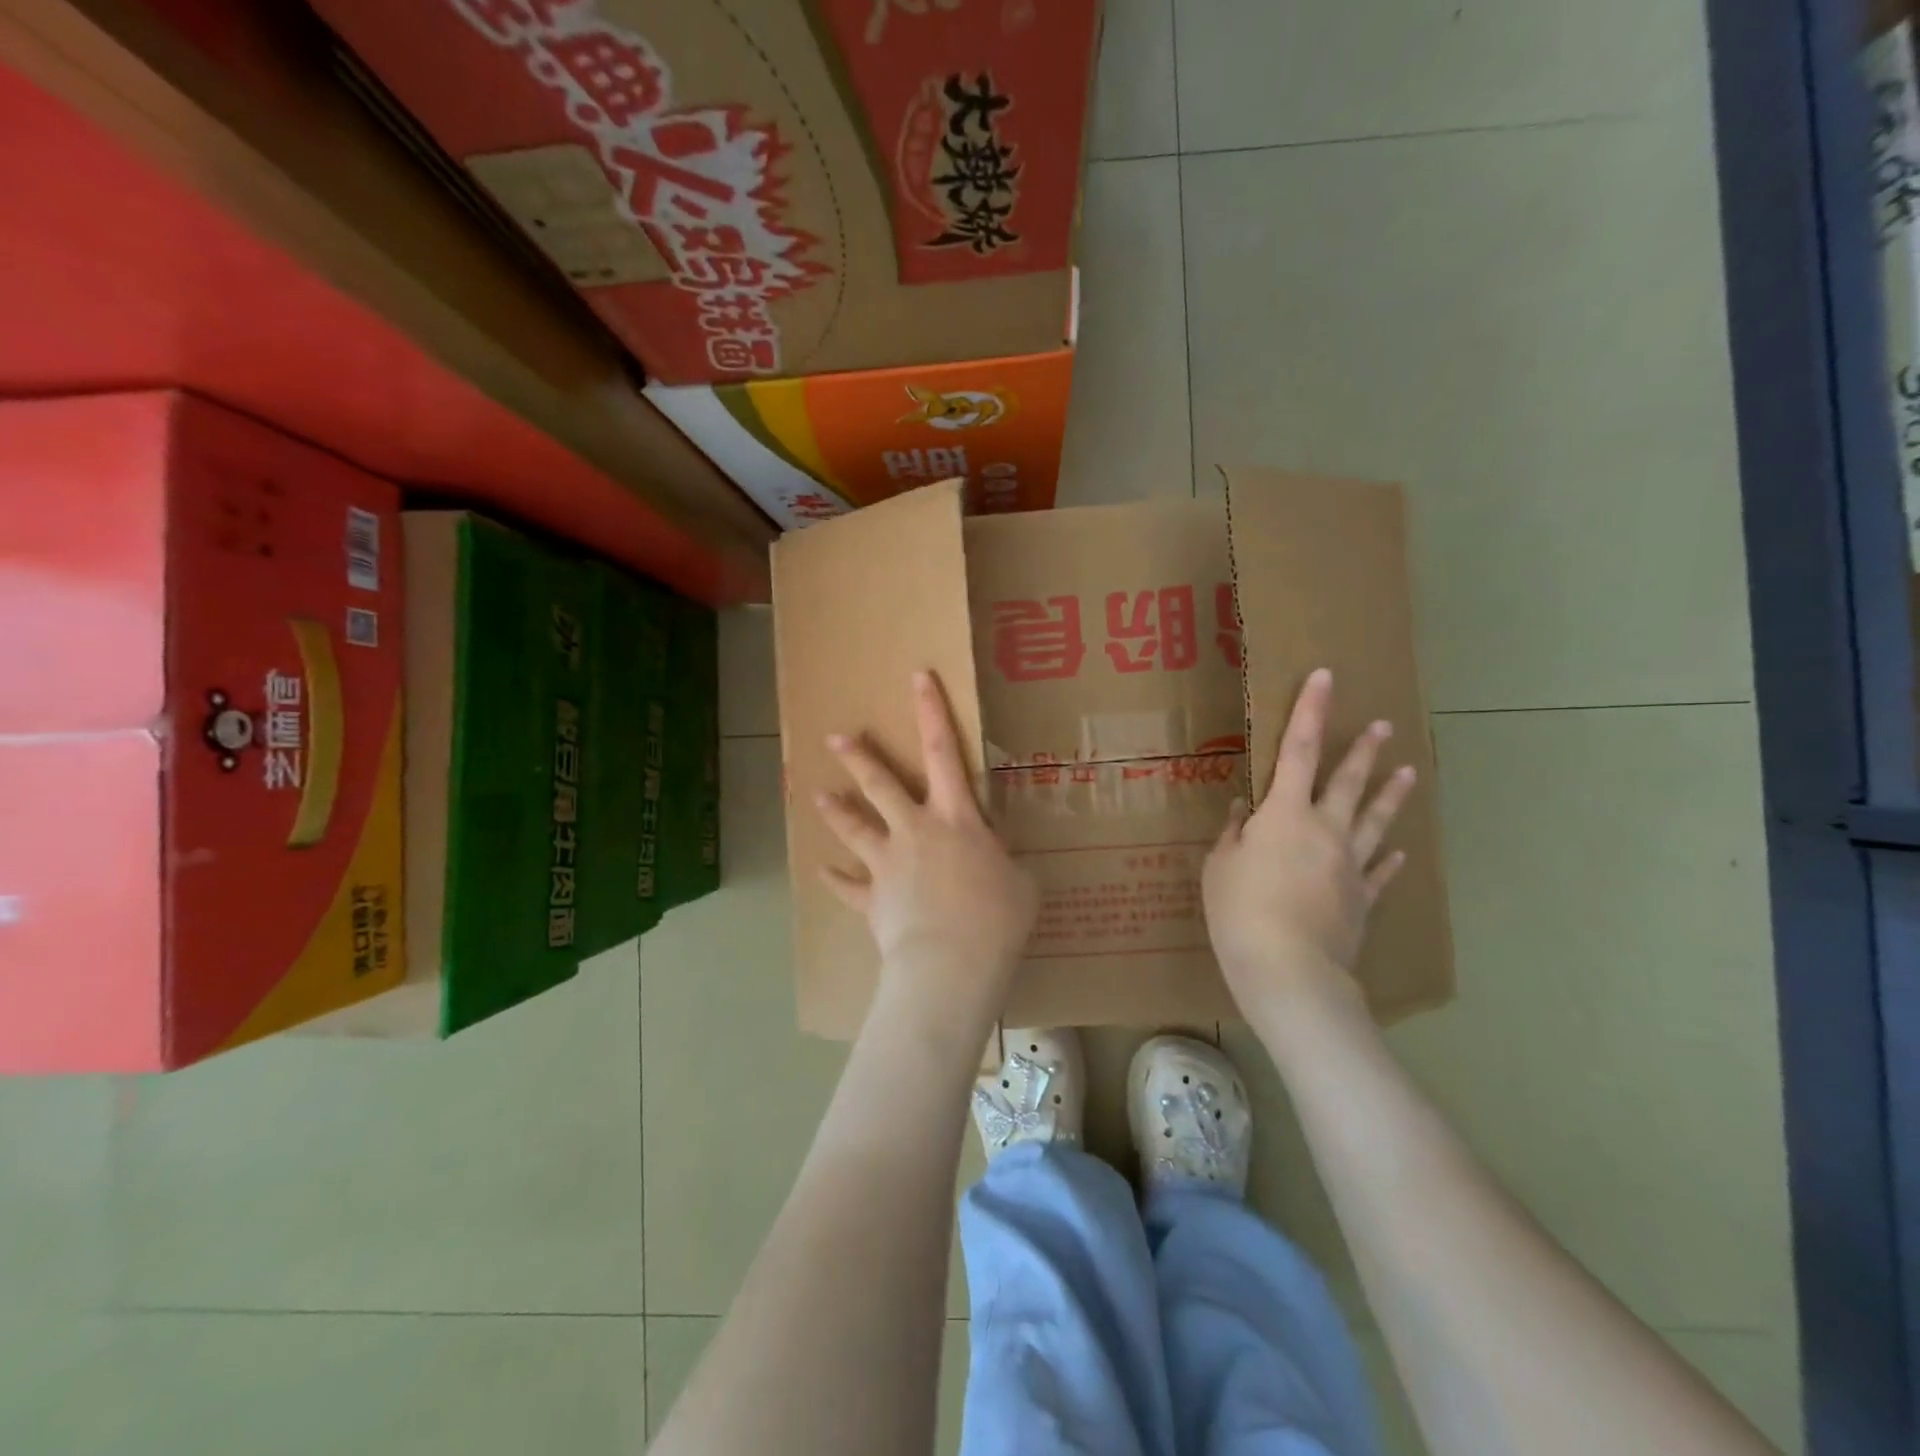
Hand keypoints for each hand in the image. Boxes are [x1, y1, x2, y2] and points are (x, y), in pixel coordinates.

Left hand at [815, 671, 1038, 1024]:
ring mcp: (889, 863)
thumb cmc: (997, 918)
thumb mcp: (1021, 883)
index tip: (917, 677)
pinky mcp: (873, 899)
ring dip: (836, 810)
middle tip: (836, 737)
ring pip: (855, 827)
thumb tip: (996, 865)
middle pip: (881, 783)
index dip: (931, 711)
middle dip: (859, 756)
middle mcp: (916, 830)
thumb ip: (1003, 863)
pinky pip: (849, 886)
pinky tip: (821, 872)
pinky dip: (836, 879)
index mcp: (956, 818)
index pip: (943, 751)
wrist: (951, 962)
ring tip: (818, 794)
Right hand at [1202, 668, 1417, 1018]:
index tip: (1325, 677)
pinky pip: (1379, 871)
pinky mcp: (1362, 899)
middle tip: (1382, 725)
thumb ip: (1234, 835)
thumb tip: (1245, 812)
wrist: (1288, 969)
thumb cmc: (1240, 910)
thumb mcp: (1220, 867)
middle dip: (1363, 750)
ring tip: (1408, 771)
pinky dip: (1389, 858)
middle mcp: (1325, 829)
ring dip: (1391, 794)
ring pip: (1375, 820)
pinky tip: (1401, 848)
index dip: (1311, 711)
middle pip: (1348, 781)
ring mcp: (1349, 864)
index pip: (1298, 750)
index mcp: (1285, 814)